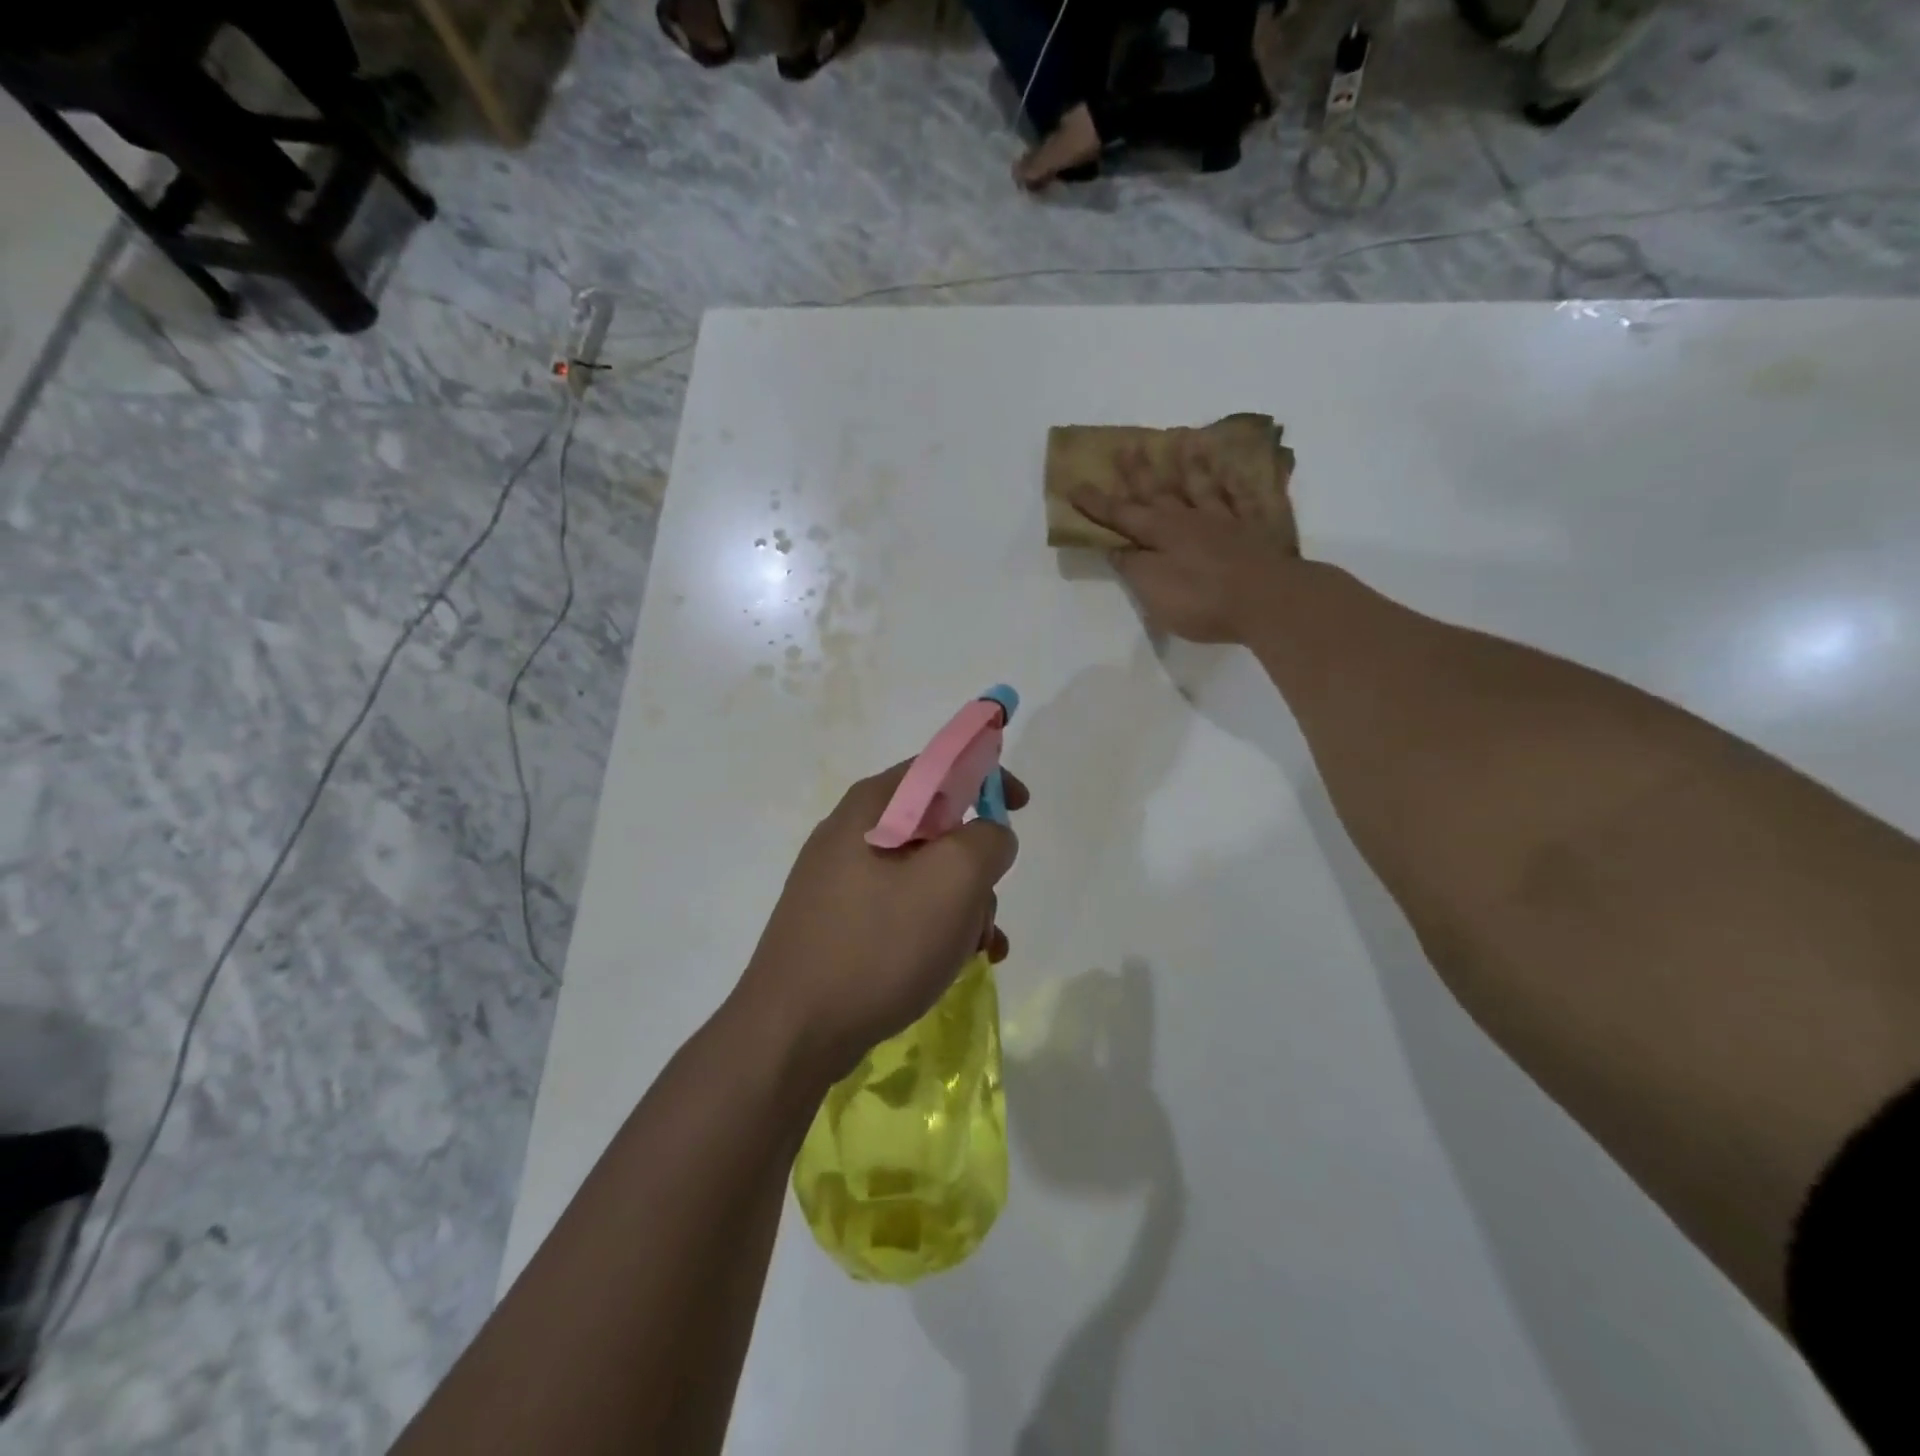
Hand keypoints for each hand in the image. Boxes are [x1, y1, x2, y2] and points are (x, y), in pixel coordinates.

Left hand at [737, 761, 1027, 1078]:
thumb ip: (987, 841)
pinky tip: (954, 965)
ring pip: (924, 874)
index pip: (939, 765)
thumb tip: (989, 837)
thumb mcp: (952, 881)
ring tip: (975, 950)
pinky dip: (935, 928)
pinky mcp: (838, 923)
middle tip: (986, 907)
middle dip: (975, 865)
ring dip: (961, 905)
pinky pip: (901, 909)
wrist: (791, 1033)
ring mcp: (840, 881)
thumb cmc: (877, 945)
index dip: (986, 776)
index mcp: (872, 806)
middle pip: (936, 826)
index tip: (1021, 807)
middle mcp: (851, 833)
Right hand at [1069, 438, 1300, 644]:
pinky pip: (1244, 498)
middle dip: (1139, 471)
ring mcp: (1225, 521)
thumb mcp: (1153, 591)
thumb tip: (1116, 548)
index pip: (1121, 515)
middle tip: (1126, 446)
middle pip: (1159, 491)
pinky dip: (1237, 483)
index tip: (1075, 485)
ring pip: (1202, 486)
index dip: (1097, 503)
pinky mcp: (1255, 530)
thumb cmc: (1202, 600)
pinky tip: (1236, 470)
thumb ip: (1133, 567)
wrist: (1267, 601)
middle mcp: (1189, 520)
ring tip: (1183, 440)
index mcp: (1160, 535)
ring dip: (1190, 464)